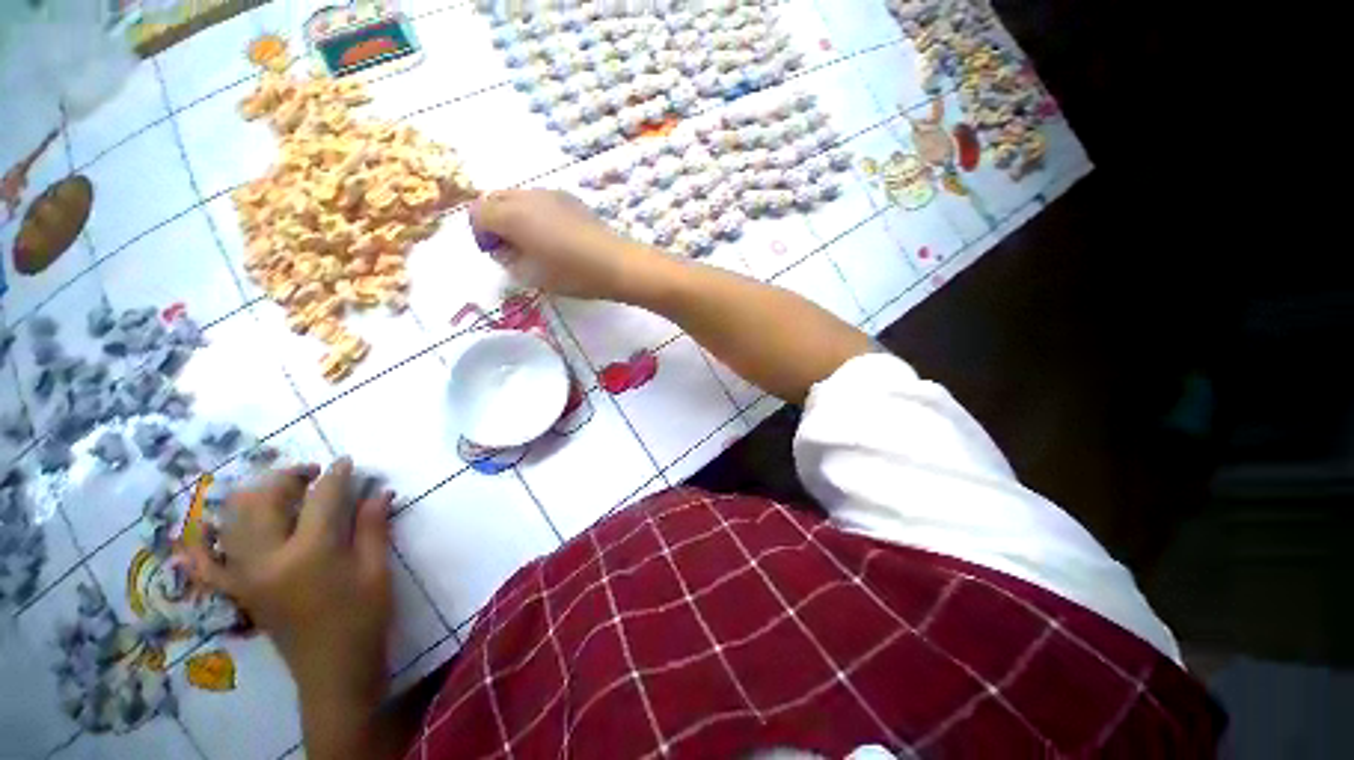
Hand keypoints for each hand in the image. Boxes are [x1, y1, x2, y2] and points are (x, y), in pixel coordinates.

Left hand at [188, 459, 394, 711]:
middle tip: (315, 472)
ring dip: (253, 496)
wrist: (334, 670)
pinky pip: (207, 563)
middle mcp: (267, 559)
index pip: (321, 499)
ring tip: (280, 491)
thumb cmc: (364, 617)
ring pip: (232, 520)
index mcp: (310, 553)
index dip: (337, 475)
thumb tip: (378, 491)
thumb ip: (373, 526)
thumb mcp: (376, 569)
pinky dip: (202, 543)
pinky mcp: (238, 591)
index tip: (347, 461)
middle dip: (288, 477)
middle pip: (265, 500)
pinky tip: (204, 530)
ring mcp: (245, 575)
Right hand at [469, 188, 664, 300]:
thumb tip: (502, 248)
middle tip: (509, 247)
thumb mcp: (531, 275)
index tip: (496, 253)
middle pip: (495, 198)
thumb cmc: (572, 274)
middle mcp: (527, 196)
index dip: (481, 234)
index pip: (478, 213)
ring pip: (518, 197)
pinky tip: (553, 235)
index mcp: (512, 215)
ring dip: (514, 215)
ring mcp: (550, 194)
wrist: (616, 264)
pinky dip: (534, 213)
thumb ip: (507, 259)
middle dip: (494, 221)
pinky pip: (539, 200)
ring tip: (533, 243)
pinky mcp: (570, 198)